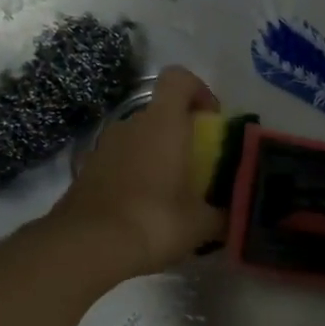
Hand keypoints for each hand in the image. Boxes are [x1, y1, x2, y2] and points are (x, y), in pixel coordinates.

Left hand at [44, 65, 224, 281]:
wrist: (87, 247)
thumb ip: (225, 212)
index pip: (179, 78)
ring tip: (174, 191)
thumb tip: (238, 213)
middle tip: (200, 165)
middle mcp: (132, 124)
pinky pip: (122, 161)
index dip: (199, 90)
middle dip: (182, 131)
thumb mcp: (202, 223)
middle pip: (161, 112)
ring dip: (158, 154)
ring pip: (140, 137)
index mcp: (163, 123)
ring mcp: (104, 146)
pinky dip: (136, 174)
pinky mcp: (88, 170)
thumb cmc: (154, 220)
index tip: (213, 119)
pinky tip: (146, 208)